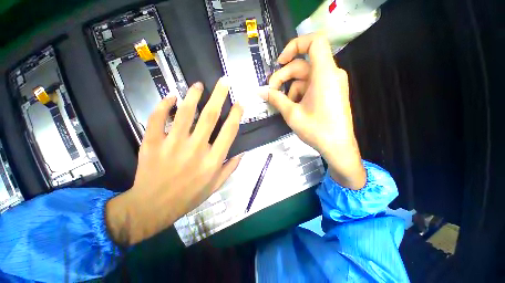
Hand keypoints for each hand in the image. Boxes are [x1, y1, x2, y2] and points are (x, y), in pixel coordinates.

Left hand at [106, 77, 242, 245]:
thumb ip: (230, 167)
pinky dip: (164, 106)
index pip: (229, 131)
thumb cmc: (189, 196)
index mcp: (213, 160)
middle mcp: (196, 149)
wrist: (153, 207)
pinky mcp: (151, 144)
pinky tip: (171, 97)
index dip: (236, 115)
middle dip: (219, 96)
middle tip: (223, 81)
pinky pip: (157, 119)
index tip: (240, 103)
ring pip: (185, 113)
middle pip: (210, 116)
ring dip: (193, 96)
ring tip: (199, 85)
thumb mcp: (215, 186)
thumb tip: (242, 152)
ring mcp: (172, 145)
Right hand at [263, 33, 365, 189]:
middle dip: (283, 77)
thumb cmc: (316, 130)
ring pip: (305, 78)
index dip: (295, 45)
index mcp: (324, 74)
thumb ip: (276, 99)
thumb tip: (260, 91)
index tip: (280, 62)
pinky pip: (311, 86)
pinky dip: (299, 94)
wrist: (337, 146)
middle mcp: (331, 74)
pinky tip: (294, 107)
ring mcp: (331, 84)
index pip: (314, 42)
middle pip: (302, 65)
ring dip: (290, 89)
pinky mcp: (330, 92)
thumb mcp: (292, 114)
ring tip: (284, 105)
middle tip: (271, 92)